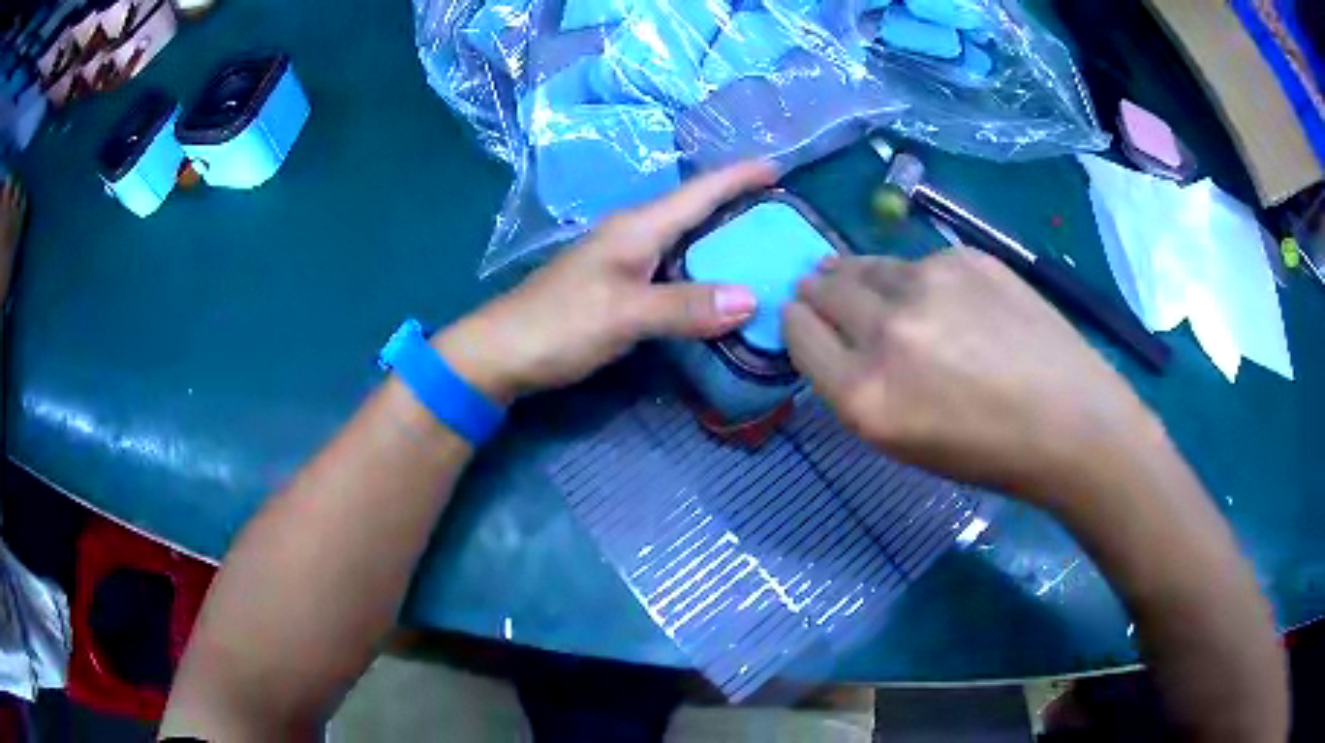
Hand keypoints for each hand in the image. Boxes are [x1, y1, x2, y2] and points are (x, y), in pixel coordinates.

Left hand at [436, 162, 777, 400]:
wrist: (501, 351)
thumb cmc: (559, 324)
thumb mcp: (625, 314)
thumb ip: (686, 305)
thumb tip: (753, 298)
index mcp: (637, 228)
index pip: (698, 192)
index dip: (739, 176)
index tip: (779, 168)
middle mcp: (632, 234)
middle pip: (694, 210)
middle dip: (738, 205)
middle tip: (783, 216)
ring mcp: (622, 260)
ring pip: (684, 238)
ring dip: (721, 238)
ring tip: (762, 248)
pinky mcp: (616, 285)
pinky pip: (672, 267)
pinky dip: (701, 269)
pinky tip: (716, 286)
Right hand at [784, 248, 1162, 504]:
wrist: (1070, 421)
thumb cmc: (986, 450)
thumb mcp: (900, 440)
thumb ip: (854, 385)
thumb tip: (830, 333)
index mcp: (863, 395)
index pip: (797, 331)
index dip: (797, 321)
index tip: (806, 319)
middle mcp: (885, 331)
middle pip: (822, 287)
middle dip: (818, 292)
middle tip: (828, 294)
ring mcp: (928, 284)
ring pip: (865, 264)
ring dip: (859, 276)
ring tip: (874, 289)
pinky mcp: (964, 256)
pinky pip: (917, 260)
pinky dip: (915, 277)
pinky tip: (942, 298)